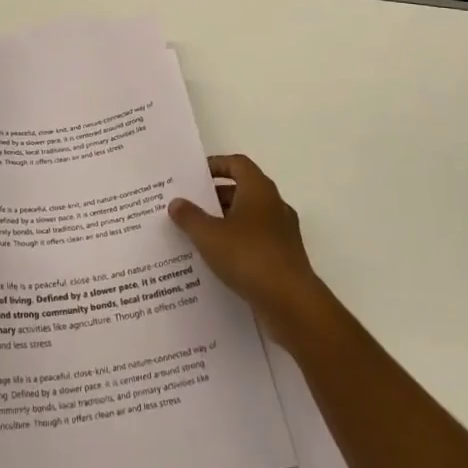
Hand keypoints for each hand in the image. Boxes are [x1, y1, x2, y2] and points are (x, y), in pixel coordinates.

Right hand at [169, 155, 327, 349]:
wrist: (291, 303)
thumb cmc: (249, 257)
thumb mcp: (209, 235)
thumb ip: (190, 217)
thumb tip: (176, 202)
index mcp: (259, 190)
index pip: (238, 164)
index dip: (216, 165)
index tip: (194, 176)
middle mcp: (274, 205)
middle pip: (243, 190)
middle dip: (215, 197)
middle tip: (189, 206)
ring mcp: (282, 233)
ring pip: (249, 218)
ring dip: (225, 222)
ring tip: (197, 235)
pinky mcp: (284, 258)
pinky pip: (256, 242)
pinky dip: (237, 244)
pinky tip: (217, 261)